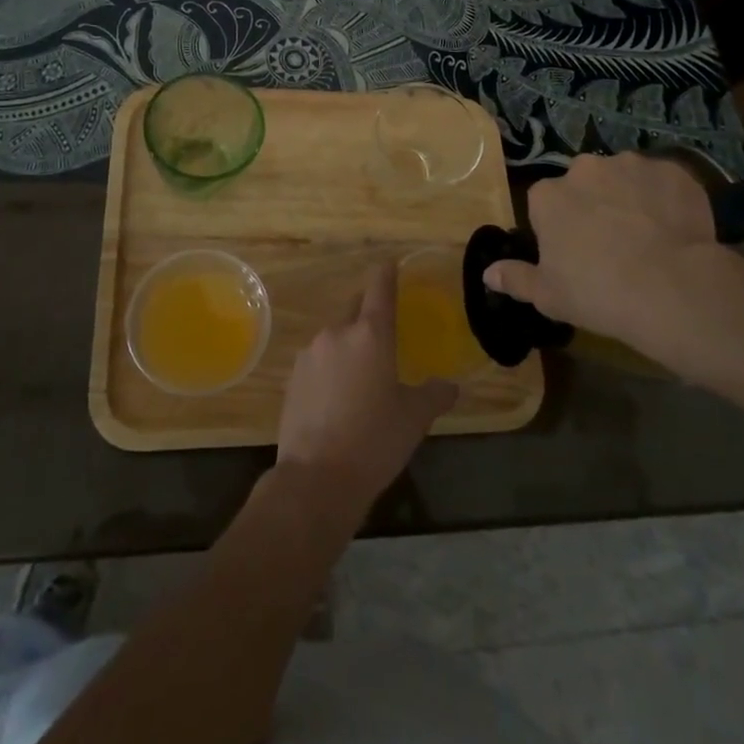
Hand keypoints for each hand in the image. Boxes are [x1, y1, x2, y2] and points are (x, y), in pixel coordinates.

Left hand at [276, 264, 455, 518]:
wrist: (316, 479)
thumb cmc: (374, 441)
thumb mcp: (414, 418)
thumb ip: (434, 394)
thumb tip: (451, 386)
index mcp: (370, 334)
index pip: (379, 288)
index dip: (386, 274)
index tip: (390, 265)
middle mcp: (337, 333)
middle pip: (354, 309)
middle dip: (368, 314)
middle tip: (385, 334)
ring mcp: (310, 354)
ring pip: (335, 337)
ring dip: (348, 346)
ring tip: (362, 377)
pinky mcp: (292, 377)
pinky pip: (318, 361)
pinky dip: (330, 369)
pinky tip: (338, 398)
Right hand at [483, 152, 743, 382]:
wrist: (671, 287)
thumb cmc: (597, 292)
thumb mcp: (548, 295)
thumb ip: (515, 278)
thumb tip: (488, 273)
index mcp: (548, 195)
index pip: (546, 203)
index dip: (560, 227)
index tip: (574, 253)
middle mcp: (585, 168)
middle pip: (585, 183)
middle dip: (594, 204)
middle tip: (612, 243)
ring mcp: (631, 165)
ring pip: (625, 178)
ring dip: (630, 198)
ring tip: (649, 236)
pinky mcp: (672, 170)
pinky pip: (664, 182)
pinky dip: (667, 199)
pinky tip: (677, 229)